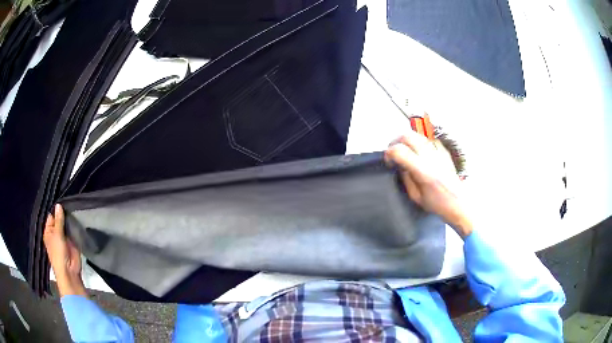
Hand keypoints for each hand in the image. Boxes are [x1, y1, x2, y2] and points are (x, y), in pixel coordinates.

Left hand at [43, 204, 86, 296]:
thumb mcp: (57, 235)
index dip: (56, 210)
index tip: (63, 202)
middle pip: (60, 220)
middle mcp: (56, 234)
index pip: (52, 216)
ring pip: (67, 226)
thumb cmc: (58, 253)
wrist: (69, 271)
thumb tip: (59, 205)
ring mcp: (65, 238)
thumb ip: (59, 220)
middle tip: (71, 204)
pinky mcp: (73, 243)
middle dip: (64, 215)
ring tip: (76, 210)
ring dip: (70, 221)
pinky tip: (80, 220)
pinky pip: (74, 232)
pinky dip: (76, 228)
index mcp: (49, 231)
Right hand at [385, 130, 472, 237]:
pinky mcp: (444, 151)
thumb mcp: (416, 197)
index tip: (388, 161)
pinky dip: (419, 143)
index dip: (389, 153)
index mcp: (423, 171)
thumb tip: (399, 165)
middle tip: (393, 153)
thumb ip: (405, 178)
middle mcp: (431, 158)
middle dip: (395, 142)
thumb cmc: (438, 204)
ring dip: (407, 140)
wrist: (459, 203)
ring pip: (417, 135)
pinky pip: (428, 140)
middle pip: (407, 136)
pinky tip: (419, 153)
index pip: (399, 151)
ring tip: (405, 151)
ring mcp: (438, 152)